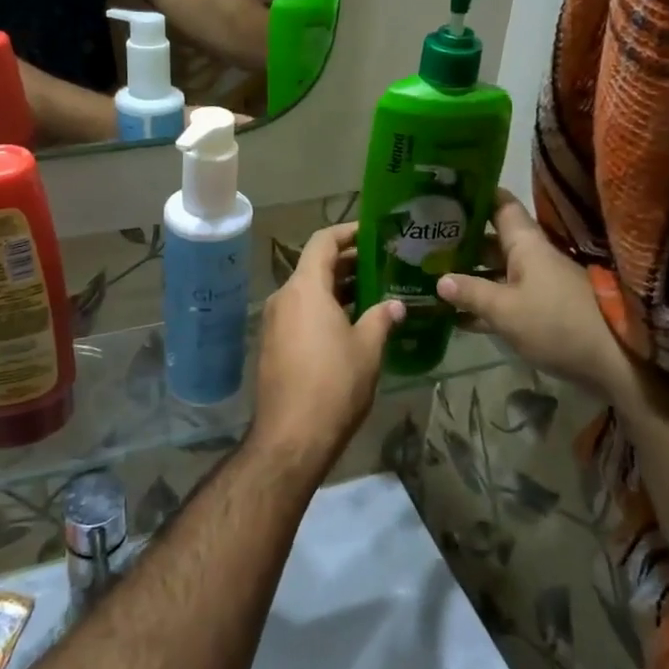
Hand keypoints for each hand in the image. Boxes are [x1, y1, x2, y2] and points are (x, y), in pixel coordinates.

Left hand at [252, 224, 402, 476]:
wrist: (292, 436)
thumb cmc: (334, 384)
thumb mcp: (367, 348)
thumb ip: (381, 318)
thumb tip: (395, 304)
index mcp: (305, 288)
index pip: (323, 242)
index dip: (348, 232)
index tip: (373, 233)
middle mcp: (284, 297)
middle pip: (315, 266)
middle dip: (348, 263)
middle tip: (383, 265)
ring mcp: (274, 322)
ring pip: (308, 292)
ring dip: (337, 289)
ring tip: (373, 293)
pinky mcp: (273, 345)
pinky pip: (300, 314)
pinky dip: (324, 310)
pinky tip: (351, 324)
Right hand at [435, 191, 635, 396]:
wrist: (615, 362)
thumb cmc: (557, 323)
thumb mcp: (506, 310)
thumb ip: (471, 293)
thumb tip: (440, 280)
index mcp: (526, 245)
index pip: (501, 205)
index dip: (476, 195)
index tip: (446, 191)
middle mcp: (532, 258)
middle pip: (492, 240)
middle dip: (461, 241)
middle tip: (423, 242)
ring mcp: (538, 285)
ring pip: (496, 272)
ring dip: (468, 275)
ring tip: (431, 277)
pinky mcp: (542, 312)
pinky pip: (504, 300)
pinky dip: (482, 304)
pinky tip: (455, 316)